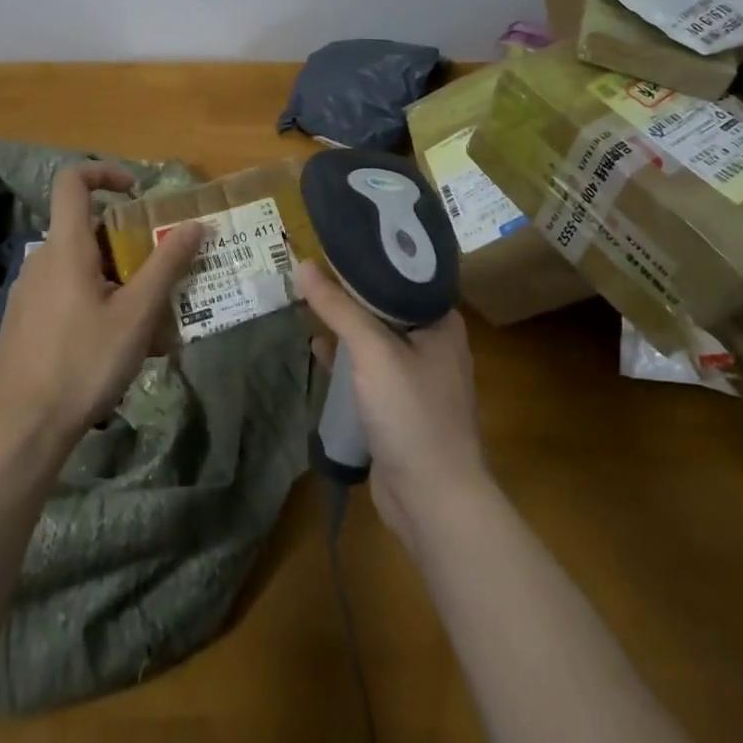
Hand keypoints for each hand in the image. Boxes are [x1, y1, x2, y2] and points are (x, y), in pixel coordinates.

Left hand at [0, 163, 203, 448]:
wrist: (23, 426)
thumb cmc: (84, 362)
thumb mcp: (136, 314)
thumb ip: (166, 265)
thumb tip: (194, 224)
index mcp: (66, 246)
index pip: (72, 181)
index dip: (104, 172)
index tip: (136, 192)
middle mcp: (41, 258)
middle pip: (85, 228)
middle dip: (125, 242)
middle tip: (156, 274)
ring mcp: (28, 290)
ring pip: (77, 264)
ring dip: (112, 276)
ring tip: (143, 318)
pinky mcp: (24, 318)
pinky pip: (63, 291)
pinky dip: (91, 298)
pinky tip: (111, 342)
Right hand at [296, 259, 489, 552]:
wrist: (433, 501)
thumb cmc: (411, 412)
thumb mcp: (372, 351)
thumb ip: (338, 307)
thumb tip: (301, 264)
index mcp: (440, 321)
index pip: (402, 274)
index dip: (367, 257)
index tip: (332, 241)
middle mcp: (433, 343)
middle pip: (384, 305)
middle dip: (348, 291)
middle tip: (310, 270)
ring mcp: (417, 378)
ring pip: (374, 338)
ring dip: (344, 325)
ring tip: (307, 302)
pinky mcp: (399, 406)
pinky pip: (368, 370)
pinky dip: (345, 358)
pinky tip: (318, 350)